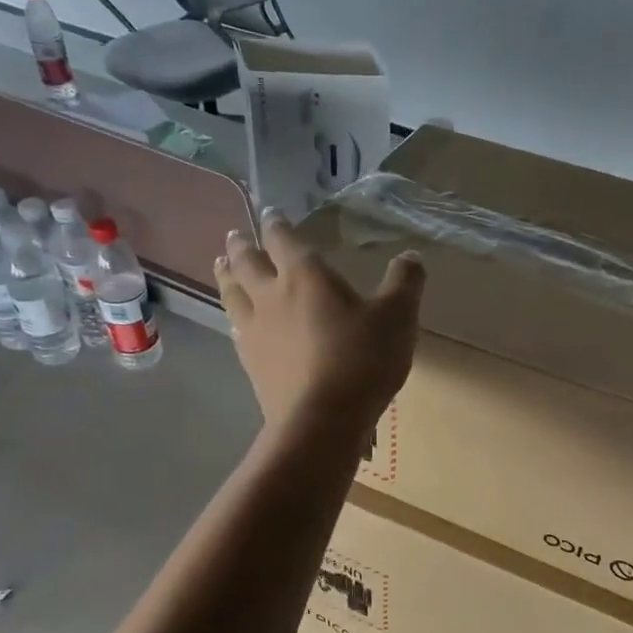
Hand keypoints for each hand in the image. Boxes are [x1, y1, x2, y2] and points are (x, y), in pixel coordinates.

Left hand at [216, 209, 424, 432]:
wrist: (322, 419)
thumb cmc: (362, 360)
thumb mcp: (398, 316)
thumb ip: (405, 282)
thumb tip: (410, 255)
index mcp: (305, 275)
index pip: (283, 239)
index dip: (277, 223)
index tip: (271, 212)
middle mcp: (272, 295)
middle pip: (248, 262)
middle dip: (241, 245)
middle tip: (234, 235)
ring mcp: (256, 330)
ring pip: (232, 293)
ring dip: (226, 275)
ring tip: (221, 265)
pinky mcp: (251, 362)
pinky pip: (236, 328)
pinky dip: (233, 315)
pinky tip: (235, 320)